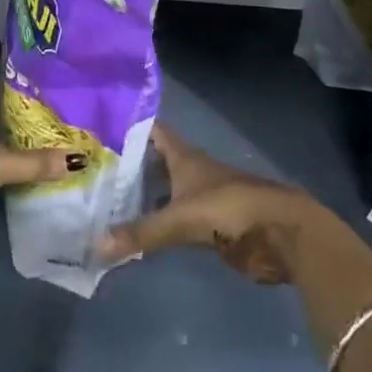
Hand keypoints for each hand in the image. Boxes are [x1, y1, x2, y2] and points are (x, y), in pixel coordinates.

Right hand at [96, 125, 324, 283]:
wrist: (279, 233)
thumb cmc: (229, 209)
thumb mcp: (180, 218)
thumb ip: (141, 232)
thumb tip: (95, 245)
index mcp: (184, 157)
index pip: (152, 131)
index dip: (129, 126)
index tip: (98, 127)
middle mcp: (190, 171)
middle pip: (155, 162)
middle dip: (128, 165)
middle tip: (91, 171)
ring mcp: (201, 198)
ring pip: (163, 191)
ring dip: (140, 196)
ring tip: (103, 202)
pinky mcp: (209, 225)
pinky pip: (174, 219)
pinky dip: (156, 223)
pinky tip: (134, 232)